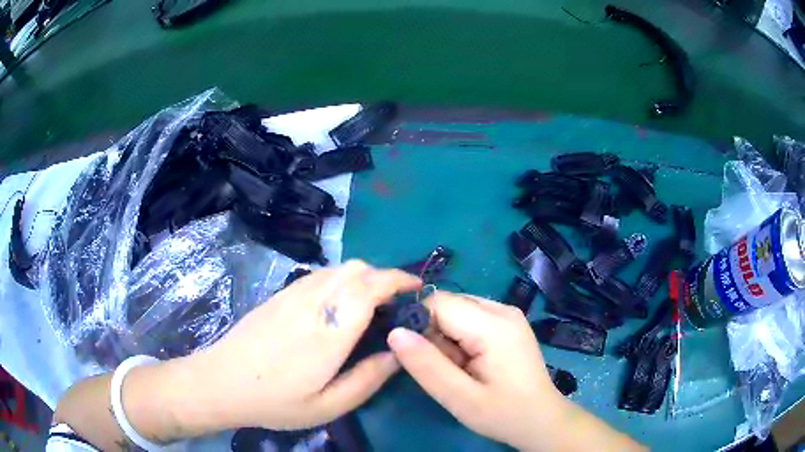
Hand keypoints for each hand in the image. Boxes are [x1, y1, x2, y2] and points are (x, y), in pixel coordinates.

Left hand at [193, 260, 420, 430]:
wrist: (222, 381)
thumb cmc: (276, 400)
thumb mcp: (328, 406)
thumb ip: (367, 379)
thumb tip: (396, 354)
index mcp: (329, 330)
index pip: (370, 287)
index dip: (398, 279)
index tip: (416, 288)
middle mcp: (313, 301)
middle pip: (357, 268)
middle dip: (384, 276)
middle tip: (395, 302)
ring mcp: (293, 293)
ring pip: (338, 267)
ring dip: (363, 276)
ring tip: (371, 302)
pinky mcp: (281, 293)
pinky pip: (320, 274)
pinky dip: (341, 279)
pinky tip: (338, 304)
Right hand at [386, 292, 561, 449]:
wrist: (541, 420)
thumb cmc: (503, 413)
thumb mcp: (459, 398)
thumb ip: (426, 365)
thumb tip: (394, 332)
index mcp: (493, 324)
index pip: (438, 302)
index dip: (419, 324)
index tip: (418, 356)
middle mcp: (502, 308)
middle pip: (448, 304)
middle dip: (435, 333)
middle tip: (446, 368)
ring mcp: (508, 314)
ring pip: (458, 310)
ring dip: (447, 337)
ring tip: (461, 368)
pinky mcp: (509, 323)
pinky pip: (471, 318)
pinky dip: (461, 337)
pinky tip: (472, 363)